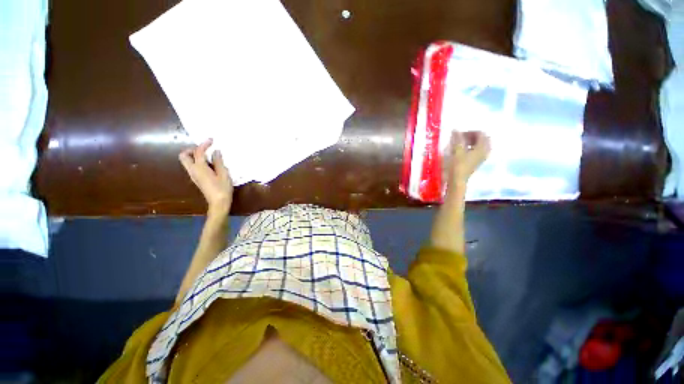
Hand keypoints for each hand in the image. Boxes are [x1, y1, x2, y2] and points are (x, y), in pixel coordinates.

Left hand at [179, 138, 233, 213]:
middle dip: (192, 150)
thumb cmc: (222, 188)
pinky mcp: (197, 180)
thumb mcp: (223, 174)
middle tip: (204, 149)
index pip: (198, 152)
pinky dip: (198, 162)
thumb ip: (218, 162)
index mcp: (199, 168)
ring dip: (195, 156)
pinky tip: (210, 164)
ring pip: (187, 162)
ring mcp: (194, 176)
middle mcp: (193, 170)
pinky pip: (193, 167)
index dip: (204, 144)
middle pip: (184, 156)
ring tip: (209, 156)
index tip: (211, 140)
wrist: (218, 203)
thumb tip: (216, 152)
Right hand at [447, 131, 490, 186]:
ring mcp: (481, 157)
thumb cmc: (457, 165)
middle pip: (483, 139)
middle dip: (473, 136)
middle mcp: (484, 152)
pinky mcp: (476, 162)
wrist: (457, 180)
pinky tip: (463, 149)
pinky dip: (471, 147)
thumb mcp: (456, 151)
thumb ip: (457, 139)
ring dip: (472, 141)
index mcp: (481, 148)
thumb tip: (455, 129)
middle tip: (462, 137)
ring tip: (461, 142)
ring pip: (480, 145)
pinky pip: (477, 150)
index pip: (481, 134)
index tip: (459, 134)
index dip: (470, 131)